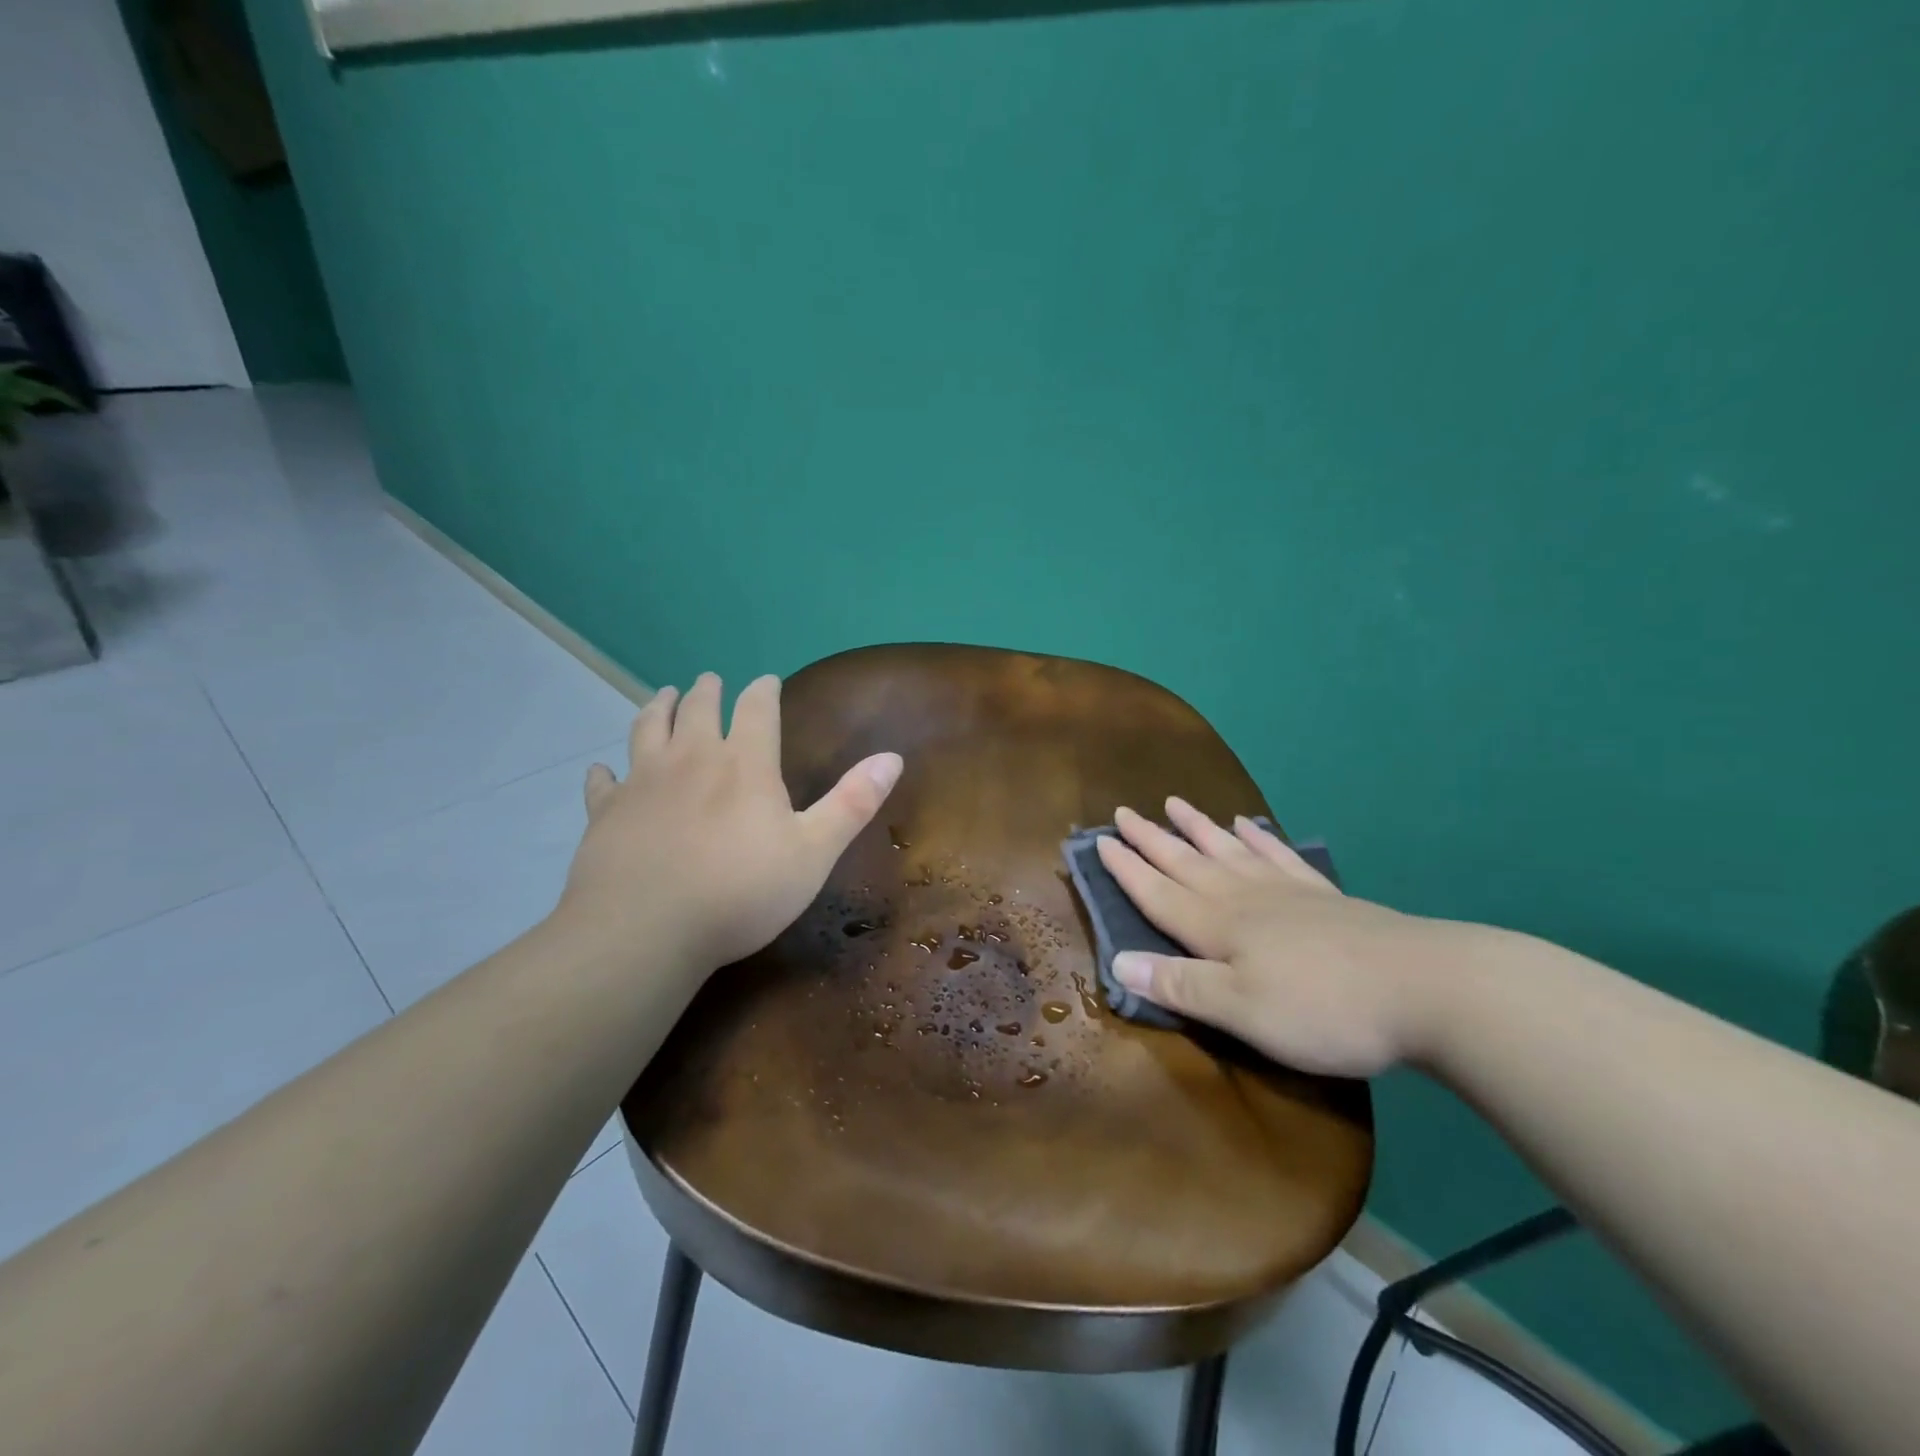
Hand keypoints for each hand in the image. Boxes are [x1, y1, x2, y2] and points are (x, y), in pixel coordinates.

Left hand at [557, 672, 902, 974]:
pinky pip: (604, 784)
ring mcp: (643, 783)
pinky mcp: (607, 814)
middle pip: (699, 709)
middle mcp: (692, 759)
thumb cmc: (741, 891)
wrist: (646, 931)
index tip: (767, 680)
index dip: (764, 690)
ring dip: (659, 708)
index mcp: (745, 764)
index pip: (757, 708)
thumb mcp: (814, 851)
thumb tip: (893, 757)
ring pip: (648, 729)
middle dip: (709, 691)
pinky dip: (604, 774)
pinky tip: (602, 771)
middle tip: (710, 679)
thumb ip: (853, 802)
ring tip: (665, 695)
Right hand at [1097, 799, 1473, 1076]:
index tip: (1100, 841)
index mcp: (1217, 928)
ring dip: (1199, 828)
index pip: (1158, 893)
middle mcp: (1243, 899)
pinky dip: (1259, 838)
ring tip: (1175, 803)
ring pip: (1228, 850)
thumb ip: (1179, 985)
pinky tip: (1250, 824)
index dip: (1127, 870)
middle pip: (1187, 862)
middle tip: (1125, 811)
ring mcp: (1286, 892)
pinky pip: (1279, 856)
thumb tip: (1117, 962)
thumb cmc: (1322, 1008)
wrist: (1425, 987)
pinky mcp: (1323, 897)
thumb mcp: (1241, 1011)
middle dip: (1152, 840)